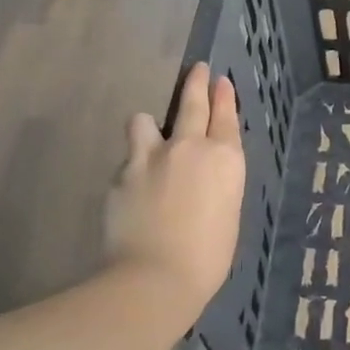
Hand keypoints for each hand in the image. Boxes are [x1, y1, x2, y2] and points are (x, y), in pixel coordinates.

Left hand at [106, 63, 245, 309]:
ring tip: (149, 138)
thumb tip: (204, 177)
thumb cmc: (207, 258)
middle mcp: (189, 147)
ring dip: (149, 127)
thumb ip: (217, 185)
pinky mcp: (121, 174)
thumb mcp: (228, 215)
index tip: (219, 80)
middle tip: (198, 70)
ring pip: (145, 121)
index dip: (223, 96)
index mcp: (225, 159)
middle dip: (196, 83)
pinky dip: (133, 168)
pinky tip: (134, 189)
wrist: (154, 279)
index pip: (225, 116)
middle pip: (192, 103)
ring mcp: (151, 157)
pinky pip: (128, 159)